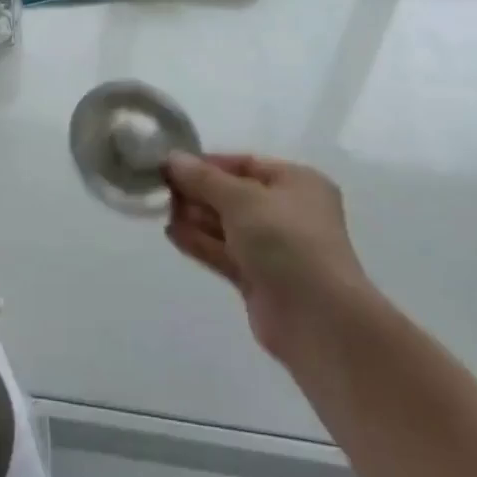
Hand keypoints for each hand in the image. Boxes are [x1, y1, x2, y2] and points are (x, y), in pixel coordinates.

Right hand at [162, 152, 369, 364]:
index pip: (245, 164)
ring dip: (195, 216)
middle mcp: (288, 212)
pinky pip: (224, 252)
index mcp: (297, 182)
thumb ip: (204, 178)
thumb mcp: (242, 199)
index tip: (171, 164)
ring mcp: (274, 248)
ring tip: (158, 208)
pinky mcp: (259, 278)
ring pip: (227, 225)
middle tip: (159, 186)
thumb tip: (172, 158)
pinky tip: (170, 233)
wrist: (318, 319)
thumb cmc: (286, 241)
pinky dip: (200, 242)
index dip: (208, 163)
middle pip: (234, 194)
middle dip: (198, 191)